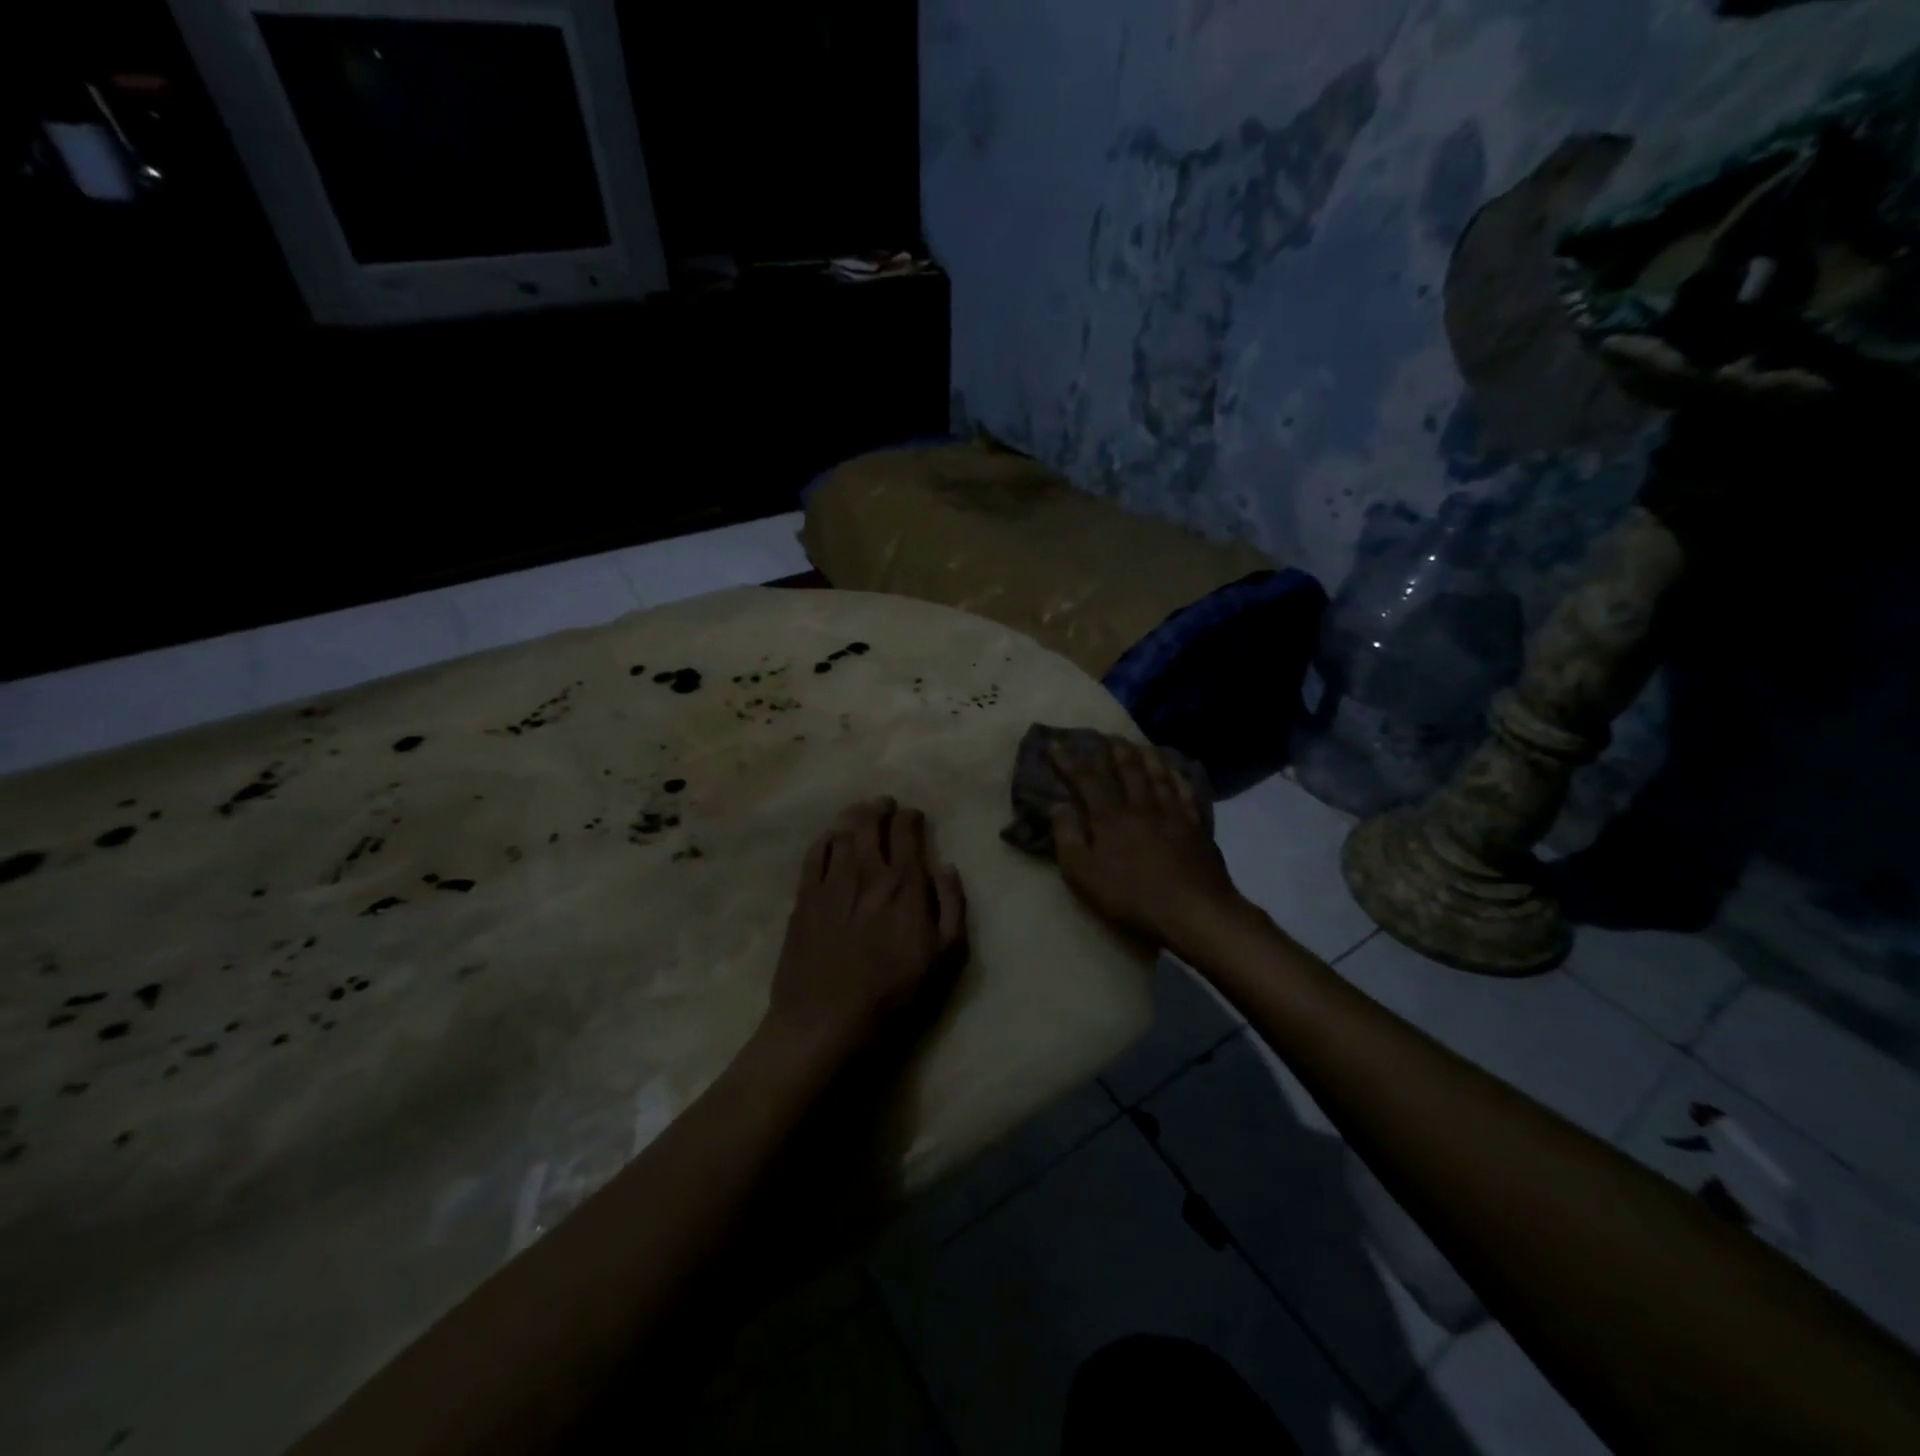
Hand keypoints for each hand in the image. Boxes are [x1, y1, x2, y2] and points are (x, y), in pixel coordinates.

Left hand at [764, 797, 967, 1059]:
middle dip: (880, 807)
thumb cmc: (894, 993)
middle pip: (871, 822)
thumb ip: (951, 906)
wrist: (827, 1019)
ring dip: (853, 817)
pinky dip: (825, 839)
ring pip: (842, 832)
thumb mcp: (944, 956)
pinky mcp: (804, 898)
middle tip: (884, 804)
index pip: (907, 831)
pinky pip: (814, 854)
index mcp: (903, 884)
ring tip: (859, 814)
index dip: (911, 817)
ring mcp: (831, 882)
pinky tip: (830, 839)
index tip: (914, 816)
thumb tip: (946, 867)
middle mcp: (867, 872)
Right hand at [1048, 736, 1244, 949]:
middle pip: (1127, 768)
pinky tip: (1176, 770)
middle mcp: (1141, 805)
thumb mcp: (1084, 874)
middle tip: (1103, 735)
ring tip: (1137, 743)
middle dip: (1112, 748)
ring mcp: (1173, 813)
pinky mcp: (1196, 826)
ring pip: (1158, 773)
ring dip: (1145, 754)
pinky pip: (1186, 791)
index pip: (1086, 779)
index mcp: (1110, 816)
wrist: (1194, 910)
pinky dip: (1178, 775)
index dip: (1068, 760)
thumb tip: (1059, 804)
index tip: (1055, 744)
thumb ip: (1067, 837)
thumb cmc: (1131, 896)